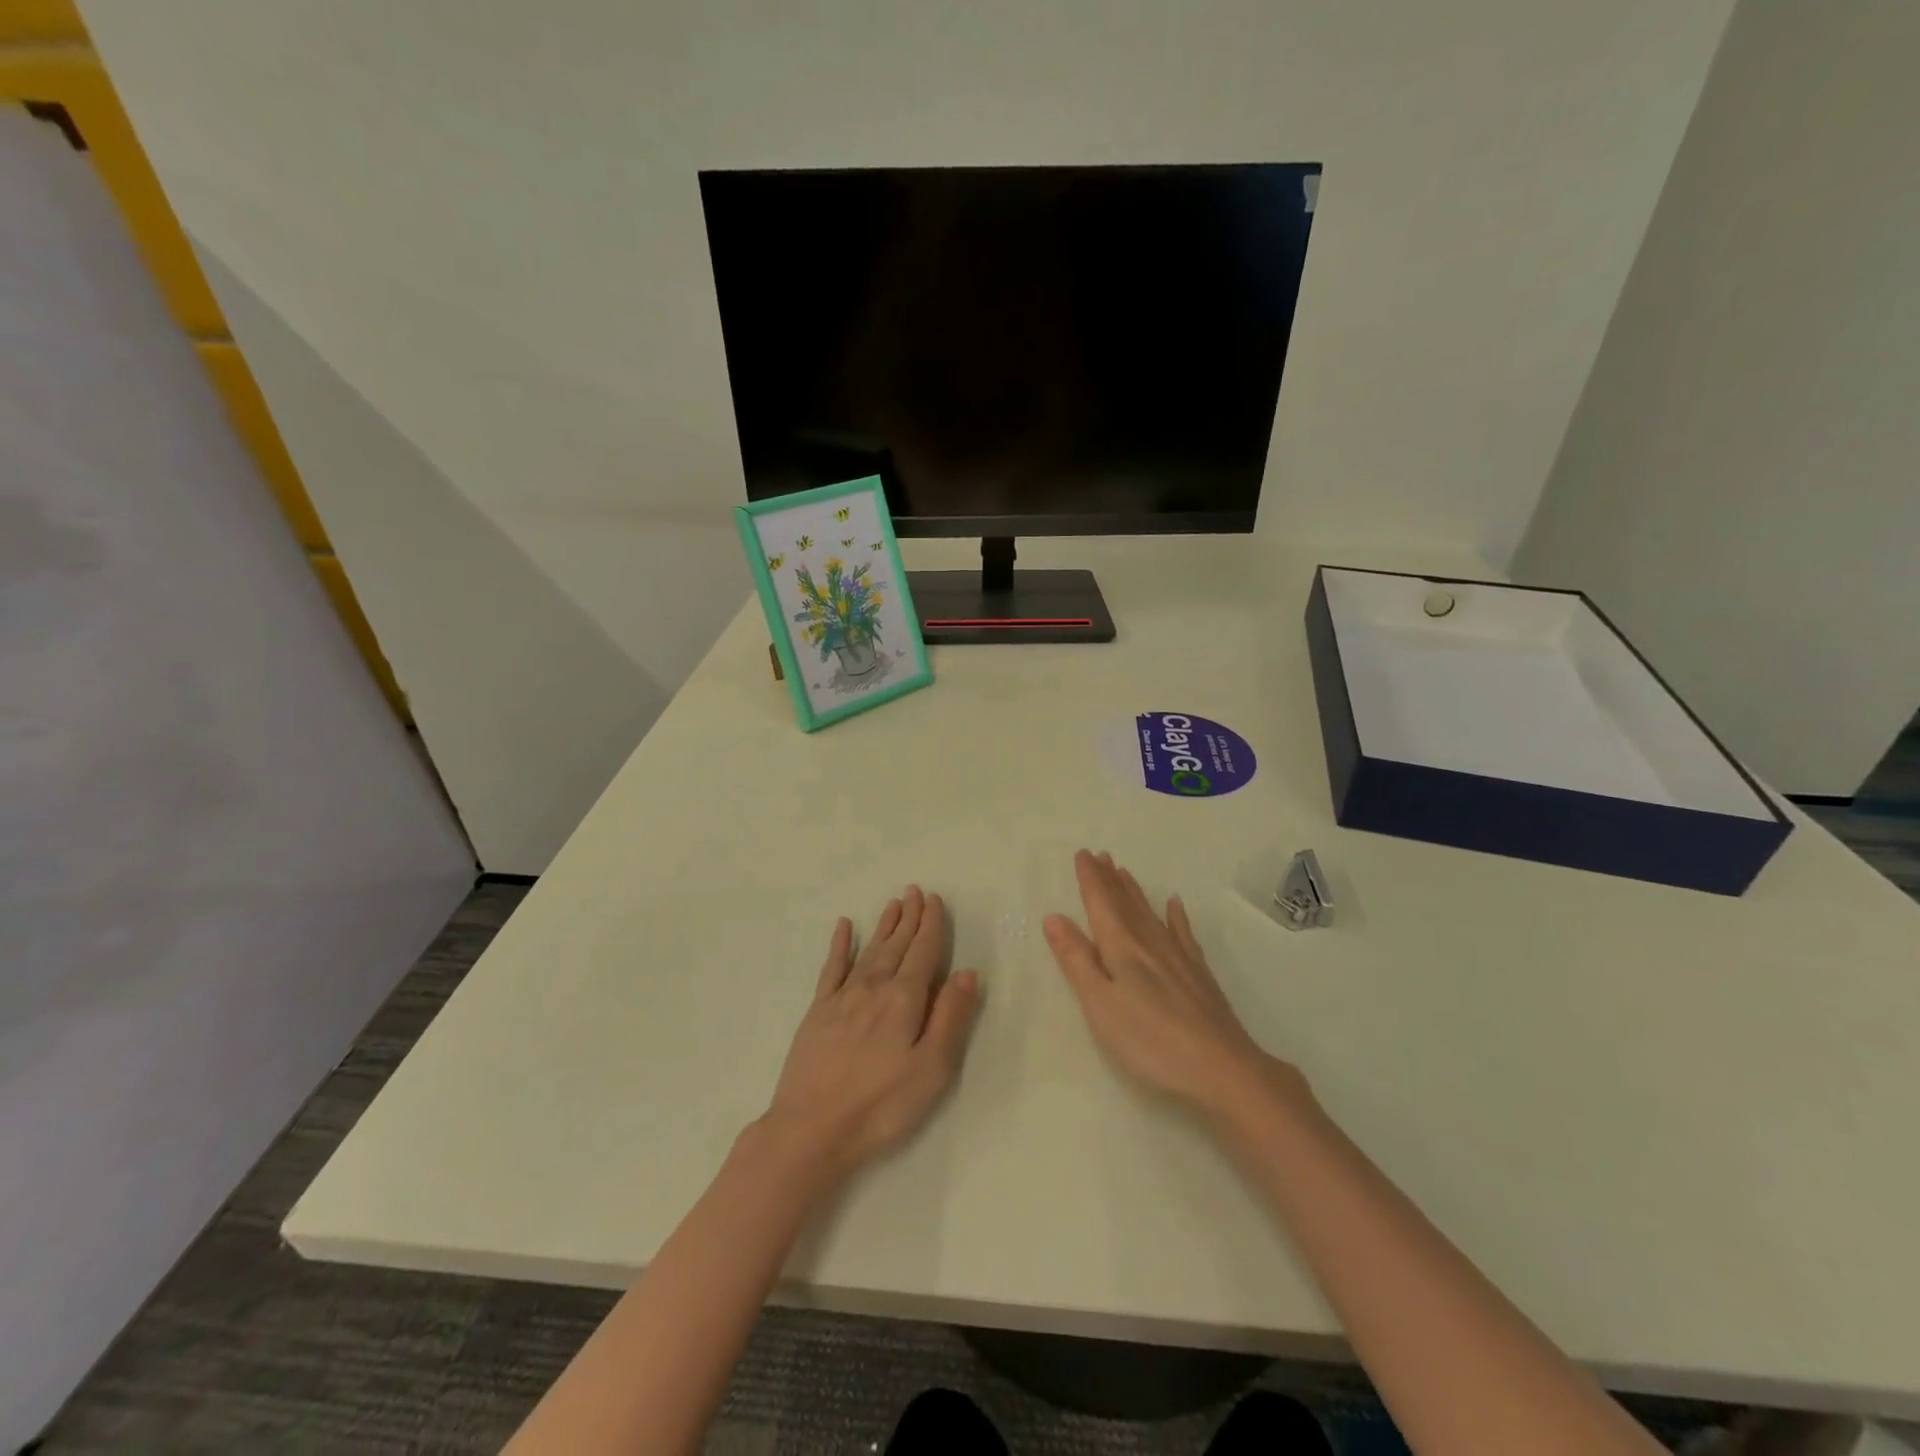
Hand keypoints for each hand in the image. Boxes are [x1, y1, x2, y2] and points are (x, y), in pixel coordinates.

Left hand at [763, 886, 980, 1180]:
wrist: (811, 1129)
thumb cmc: (880, 1105)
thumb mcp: (931, 1069)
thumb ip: (950, 1018)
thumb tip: (967, 972)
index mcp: (903, 1000)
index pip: (923, 953)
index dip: (931, 925)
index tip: (935, 900)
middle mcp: (873, 988)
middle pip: (896, 945)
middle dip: (909, 917)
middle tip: (915, 890)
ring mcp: (842, 998)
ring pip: (869, 951)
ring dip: (883, 926)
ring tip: (893, 903)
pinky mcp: (818, 1012)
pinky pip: (832, 968)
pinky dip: (839, 945)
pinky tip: (843, 927)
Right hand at [1045, 850, 1307, 1125]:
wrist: (1221, 1067)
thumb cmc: (1149, 1040)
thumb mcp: (1100, 1004)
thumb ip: (1076, 960)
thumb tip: (1053, 917)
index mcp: (1121, 948)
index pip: (1101, 904)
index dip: (1090, 879)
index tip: (1082, 854)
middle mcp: (1149, 943)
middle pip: (1126, 903)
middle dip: (1110, 879)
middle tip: (1100, 855)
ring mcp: (1178, 957)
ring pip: (1151, 913)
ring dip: (1135, 892)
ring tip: (1124, 871)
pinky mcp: (1198, 974)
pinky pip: (1183, 933)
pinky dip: (1176, 917)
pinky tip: (1175, 905)